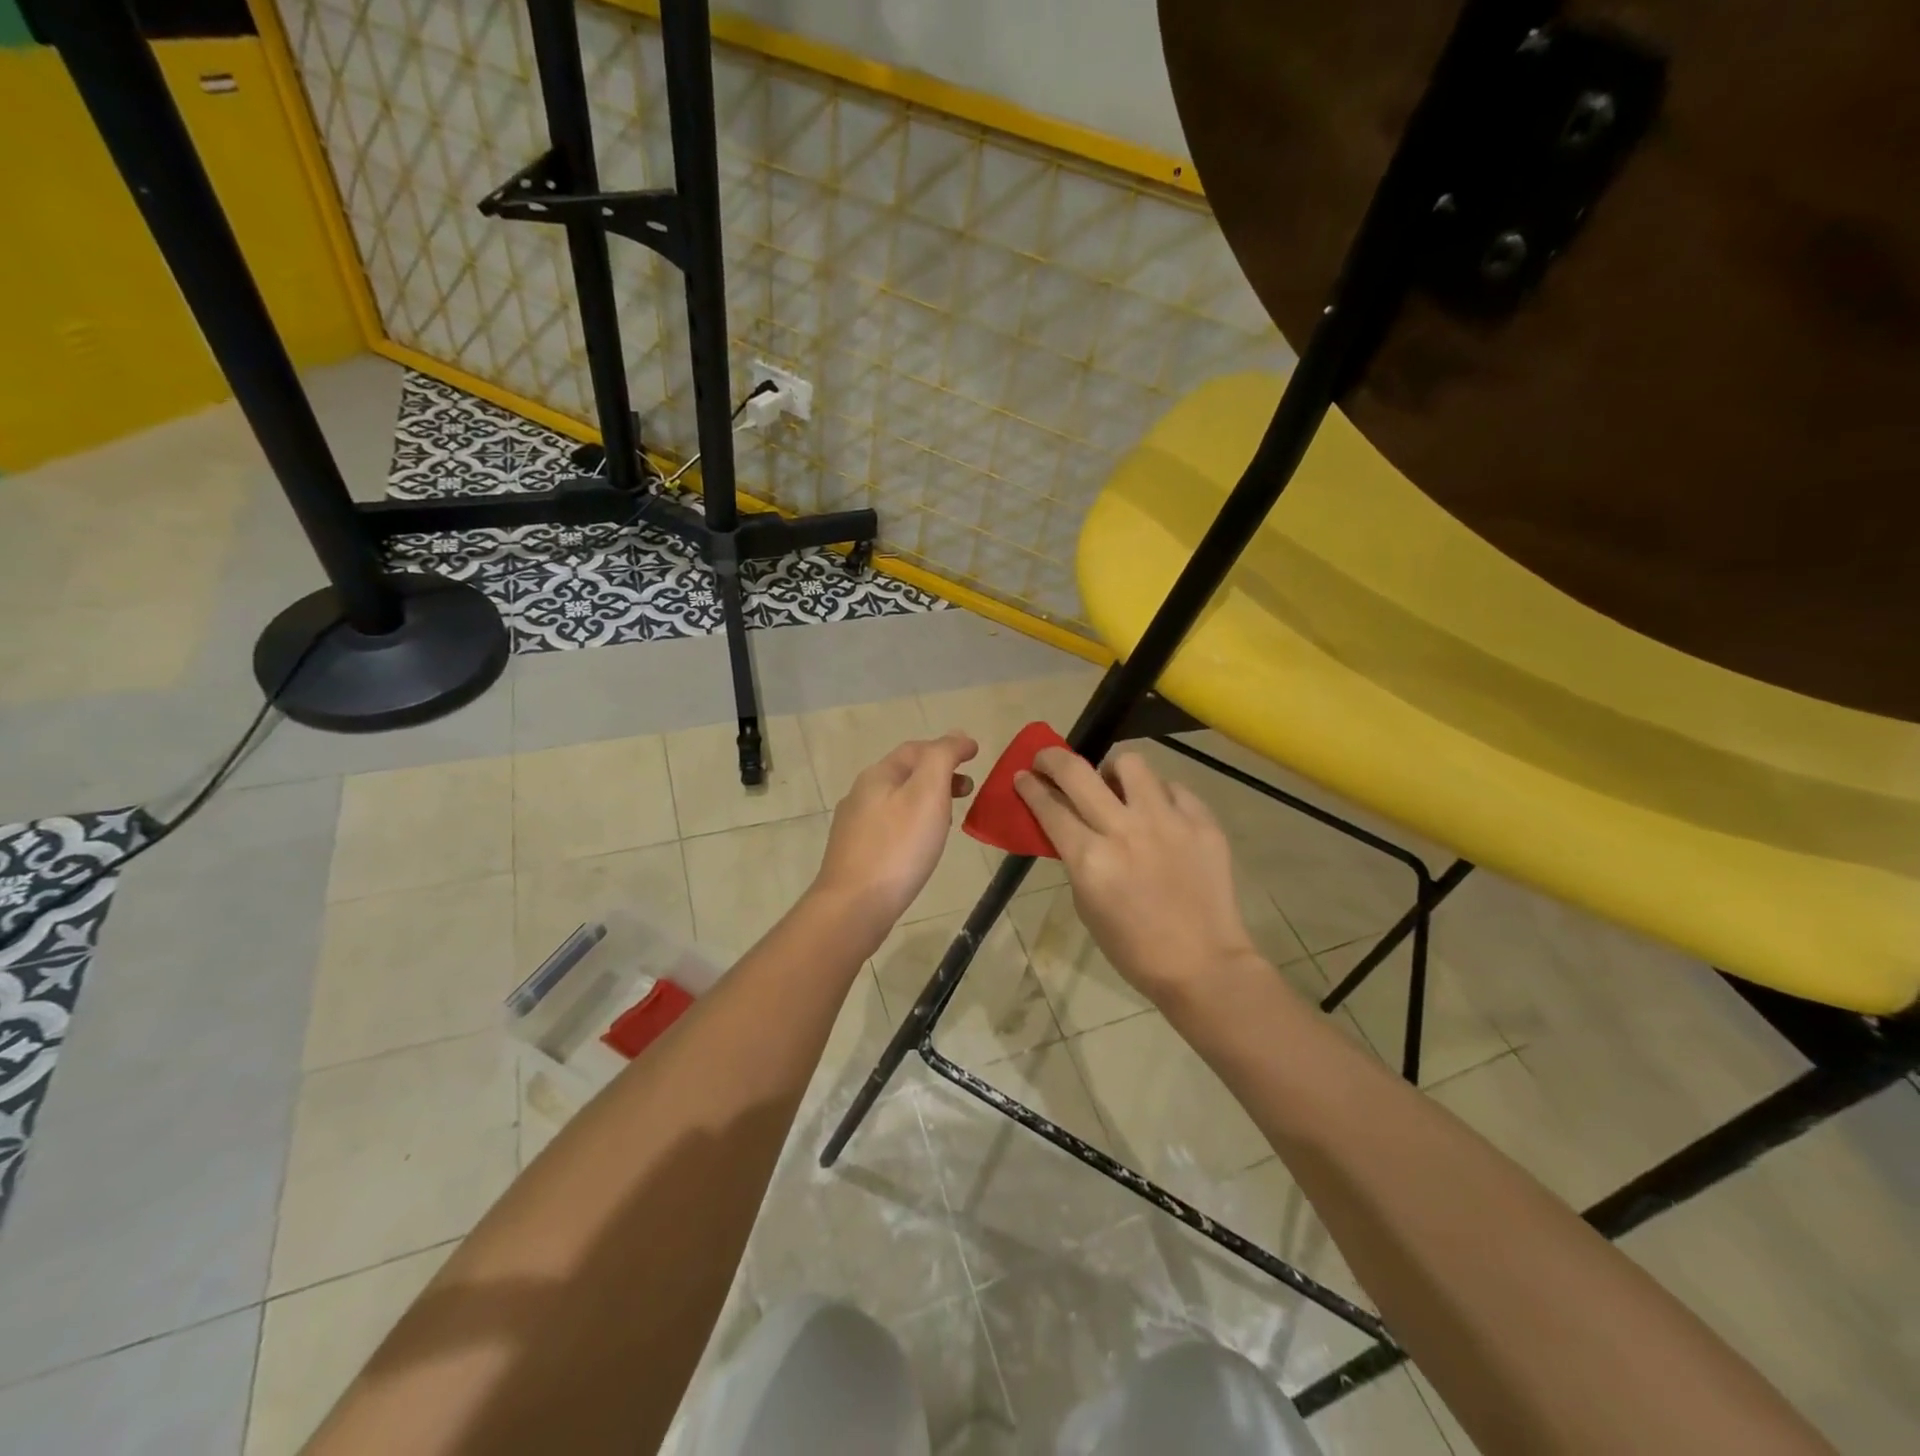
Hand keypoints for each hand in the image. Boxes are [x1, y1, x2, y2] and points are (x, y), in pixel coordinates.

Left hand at [813, 731, 978, 939]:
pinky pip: (890, 826)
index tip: (976, 753)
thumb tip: (957, 737)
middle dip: (938, 774)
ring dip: (927, 799)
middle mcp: (861, 794)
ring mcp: (854, 826)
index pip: (917, 748)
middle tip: (967, 788)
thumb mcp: (928, 792)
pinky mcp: (856, 853)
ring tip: (950, 817)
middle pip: (905, 773)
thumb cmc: (898, 847)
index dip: (948, 747)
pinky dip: (913, 822)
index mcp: (878, 775)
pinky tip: (922, 844)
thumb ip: (942, 758)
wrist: (854, 906)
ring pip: (897, 800)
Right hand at [1015, 747, 1261, 1003]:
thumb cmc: (1133, 947)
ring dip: (1113, 770)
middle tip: (1048, 760)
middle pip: (1078, 772)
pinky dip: (1158, 795)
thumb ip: (1077, 858)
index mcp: (1091, 859)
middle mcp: (1125, 830)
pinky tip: (1158, 813)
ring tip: (1115, 785)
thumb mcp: (1087, 904)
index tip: (1023, 776)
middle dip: (1053, 759)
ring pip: (1131, 763)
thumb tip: (1069, 825)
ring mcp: (1168, 821)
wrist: (1203, 964)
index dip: (1030, 787)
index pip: (1049, 807)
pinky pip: (1172, 788)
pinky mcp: (1202, 822)